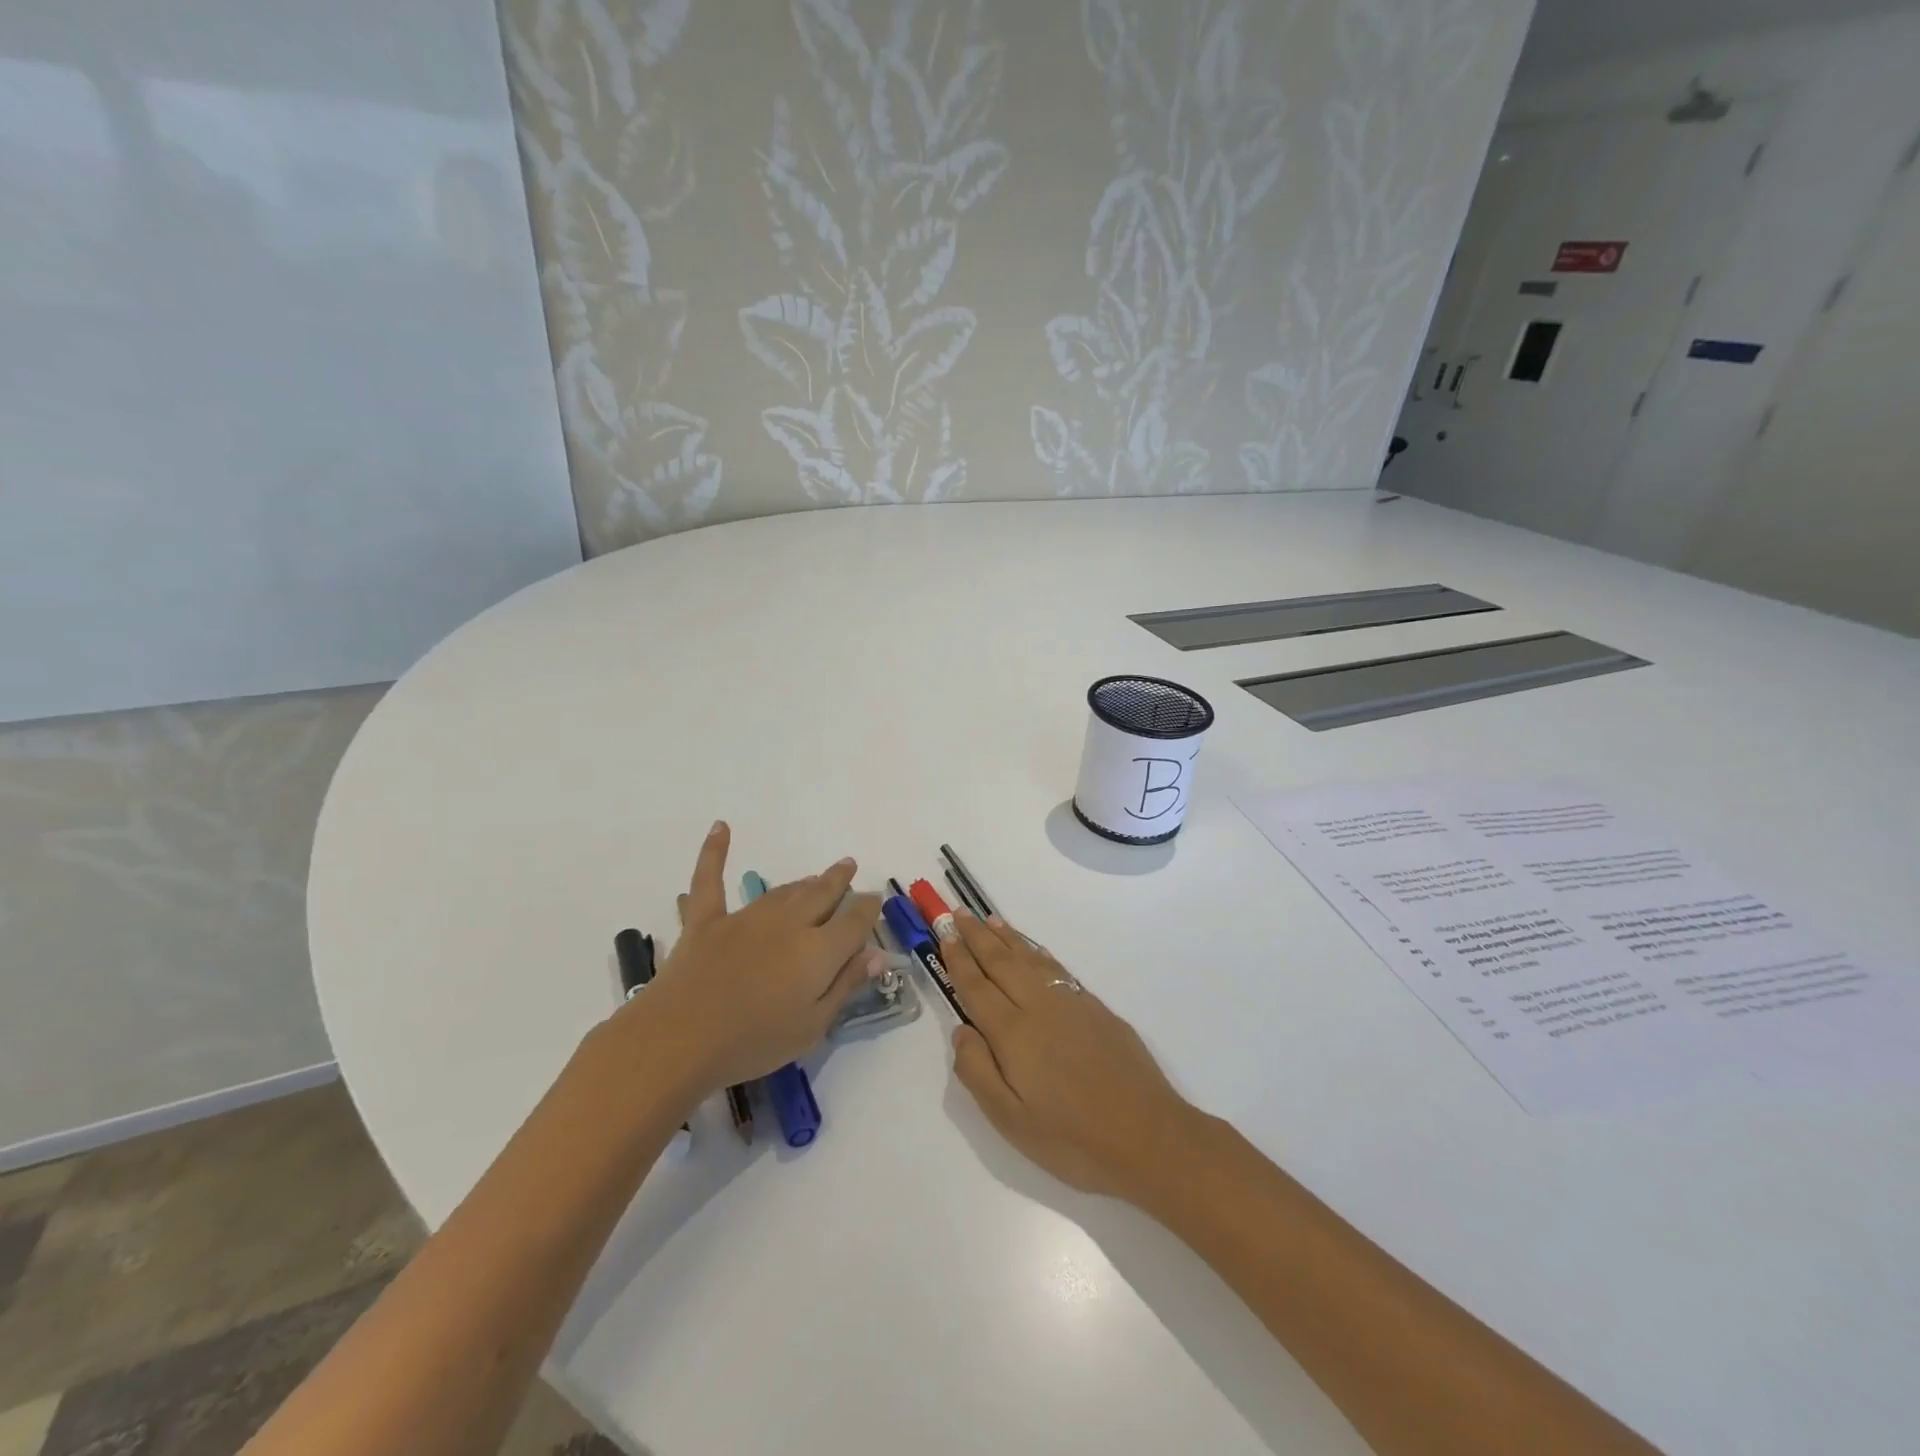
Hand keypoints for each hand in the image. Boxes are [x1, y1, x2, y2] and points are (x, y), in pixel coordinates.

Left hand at [625, 822, 884, 1094]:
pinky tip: (721, 827)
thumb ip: (845, 986)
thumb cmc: (753, 1042)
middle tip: (848, 866)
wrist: (679, 1040)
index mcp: (818, 950)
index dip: (868, 907)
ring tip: (815, 877)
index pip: (854, 920)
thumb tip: (877, 954)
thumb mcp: (812, 1027)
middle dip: (839, 880)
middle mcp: (788, 923)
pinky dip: (714, 852)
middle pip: (821, 895)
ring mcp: (745, 918)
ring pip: (783, 891)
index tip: (874, 900)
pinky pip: (710, 879)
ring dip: (803, 882)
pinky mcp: (707, 922)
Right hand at [941, 911, 1201, 1201]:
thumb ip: (977, 1072)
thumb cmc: (1072, 1139)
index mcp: (1013, 1033)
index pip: (976, 986)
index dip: (959, 959)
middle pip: (1001, 962)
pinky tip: (1033, 952)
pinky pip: (1056, 968)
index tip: (945, 934)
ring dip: (1007, 938)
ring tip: (989, 920)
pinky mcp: (1096, 1009)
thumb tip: (961, 1030)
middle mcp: (1039, 1006)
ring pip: (1030, 960)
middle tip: (958, 914)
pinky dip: (1038, 953)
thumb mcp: (1010, 1121)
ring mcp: (1071, 1003)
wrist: (1148, 1136)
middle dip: (977, 937)